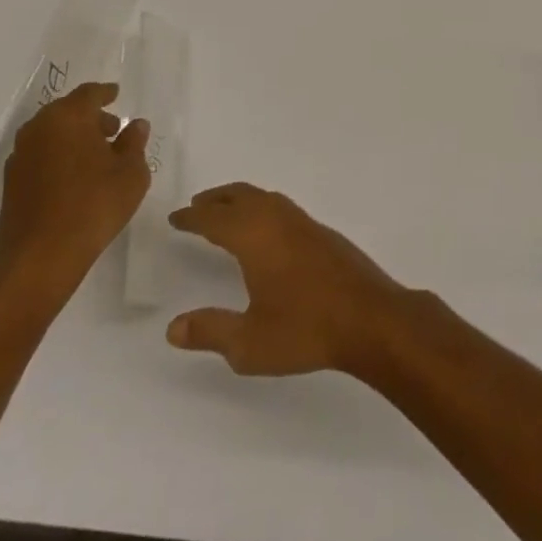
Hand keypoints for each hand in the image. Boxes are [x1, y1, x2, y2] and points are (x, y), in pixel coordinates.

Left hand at [0, 82, 150, 308]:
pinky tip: (75, 177)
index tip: (116, 94)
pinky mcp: (11, 183)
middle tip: (113, 130)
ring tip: (96, 157)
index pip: (89, 93)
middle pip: (67, 111)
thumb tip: (135, 125)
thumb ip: (134, 143)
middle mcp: (39, 129)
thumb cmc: (93, 206)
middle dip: (90, 117)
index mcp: (68, 117)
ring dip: (73, 138)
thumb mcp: (130, 172)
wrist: (37, 260)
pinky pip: (41, 156)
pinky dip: (58, 157)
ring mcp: (20, 156)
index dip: (106, 93)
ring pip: (52, 134)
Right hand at [166, 183, 413, 377]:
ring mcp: (304, 224)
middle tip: (196, 206)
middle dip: (216, 199)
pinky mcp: (322, 233)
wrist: (368, 317)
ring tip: (226, 213)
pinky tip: (266, 229)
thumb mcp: (249, 343)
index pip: (216, 219)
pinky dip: (263, 207)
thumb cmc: (305, 330)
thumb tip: (173, 327)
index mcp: (256, 238)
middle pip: (242, 197)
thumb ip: (210, 331)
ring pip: (265, 198)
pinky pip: (283, 207)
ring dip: (241, 199)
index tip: (176, 218)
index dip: (193, 217)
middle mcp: (279, 221)